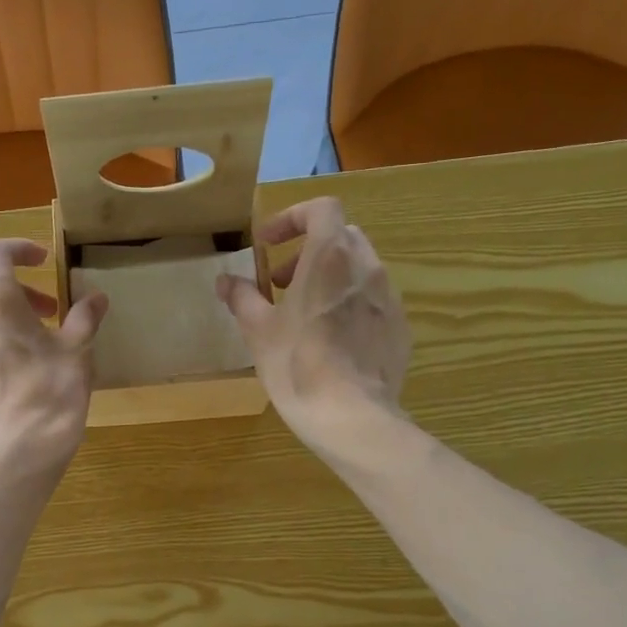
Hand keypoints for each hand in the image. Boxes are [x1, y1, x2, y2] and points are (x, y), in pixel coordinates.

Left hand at [0, 239, 108, 475]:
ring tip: (26, 350)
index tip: (42, 261)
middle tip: (46, 314)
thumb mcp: (78, 351)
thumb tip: (96, 298)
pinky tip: (5, 383)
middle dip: (15, 293)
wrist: (20, 454)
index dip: (19, 249)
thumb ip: (84, 317)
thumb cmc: (53, 393)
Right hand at [217, 197, 411, 452]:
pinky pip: (373, 302)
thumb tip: (226, 281)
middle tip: (279, 283)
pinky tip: (331, 342)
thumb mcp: (258, 331)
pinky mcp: (400, 328)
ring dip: (329, 279)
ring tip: (303, 315)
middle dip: (307, 252)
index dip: (291, 219)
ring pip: (358, 270)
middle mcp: (367, 268)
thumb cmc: (297, 365)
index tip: (267, 245)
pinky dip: (349, 306)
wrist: (351, 417)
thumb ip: (242, 297)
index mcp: (330, 257)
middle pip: (340, 237)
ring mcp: (389, 298)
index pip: (320, 209)